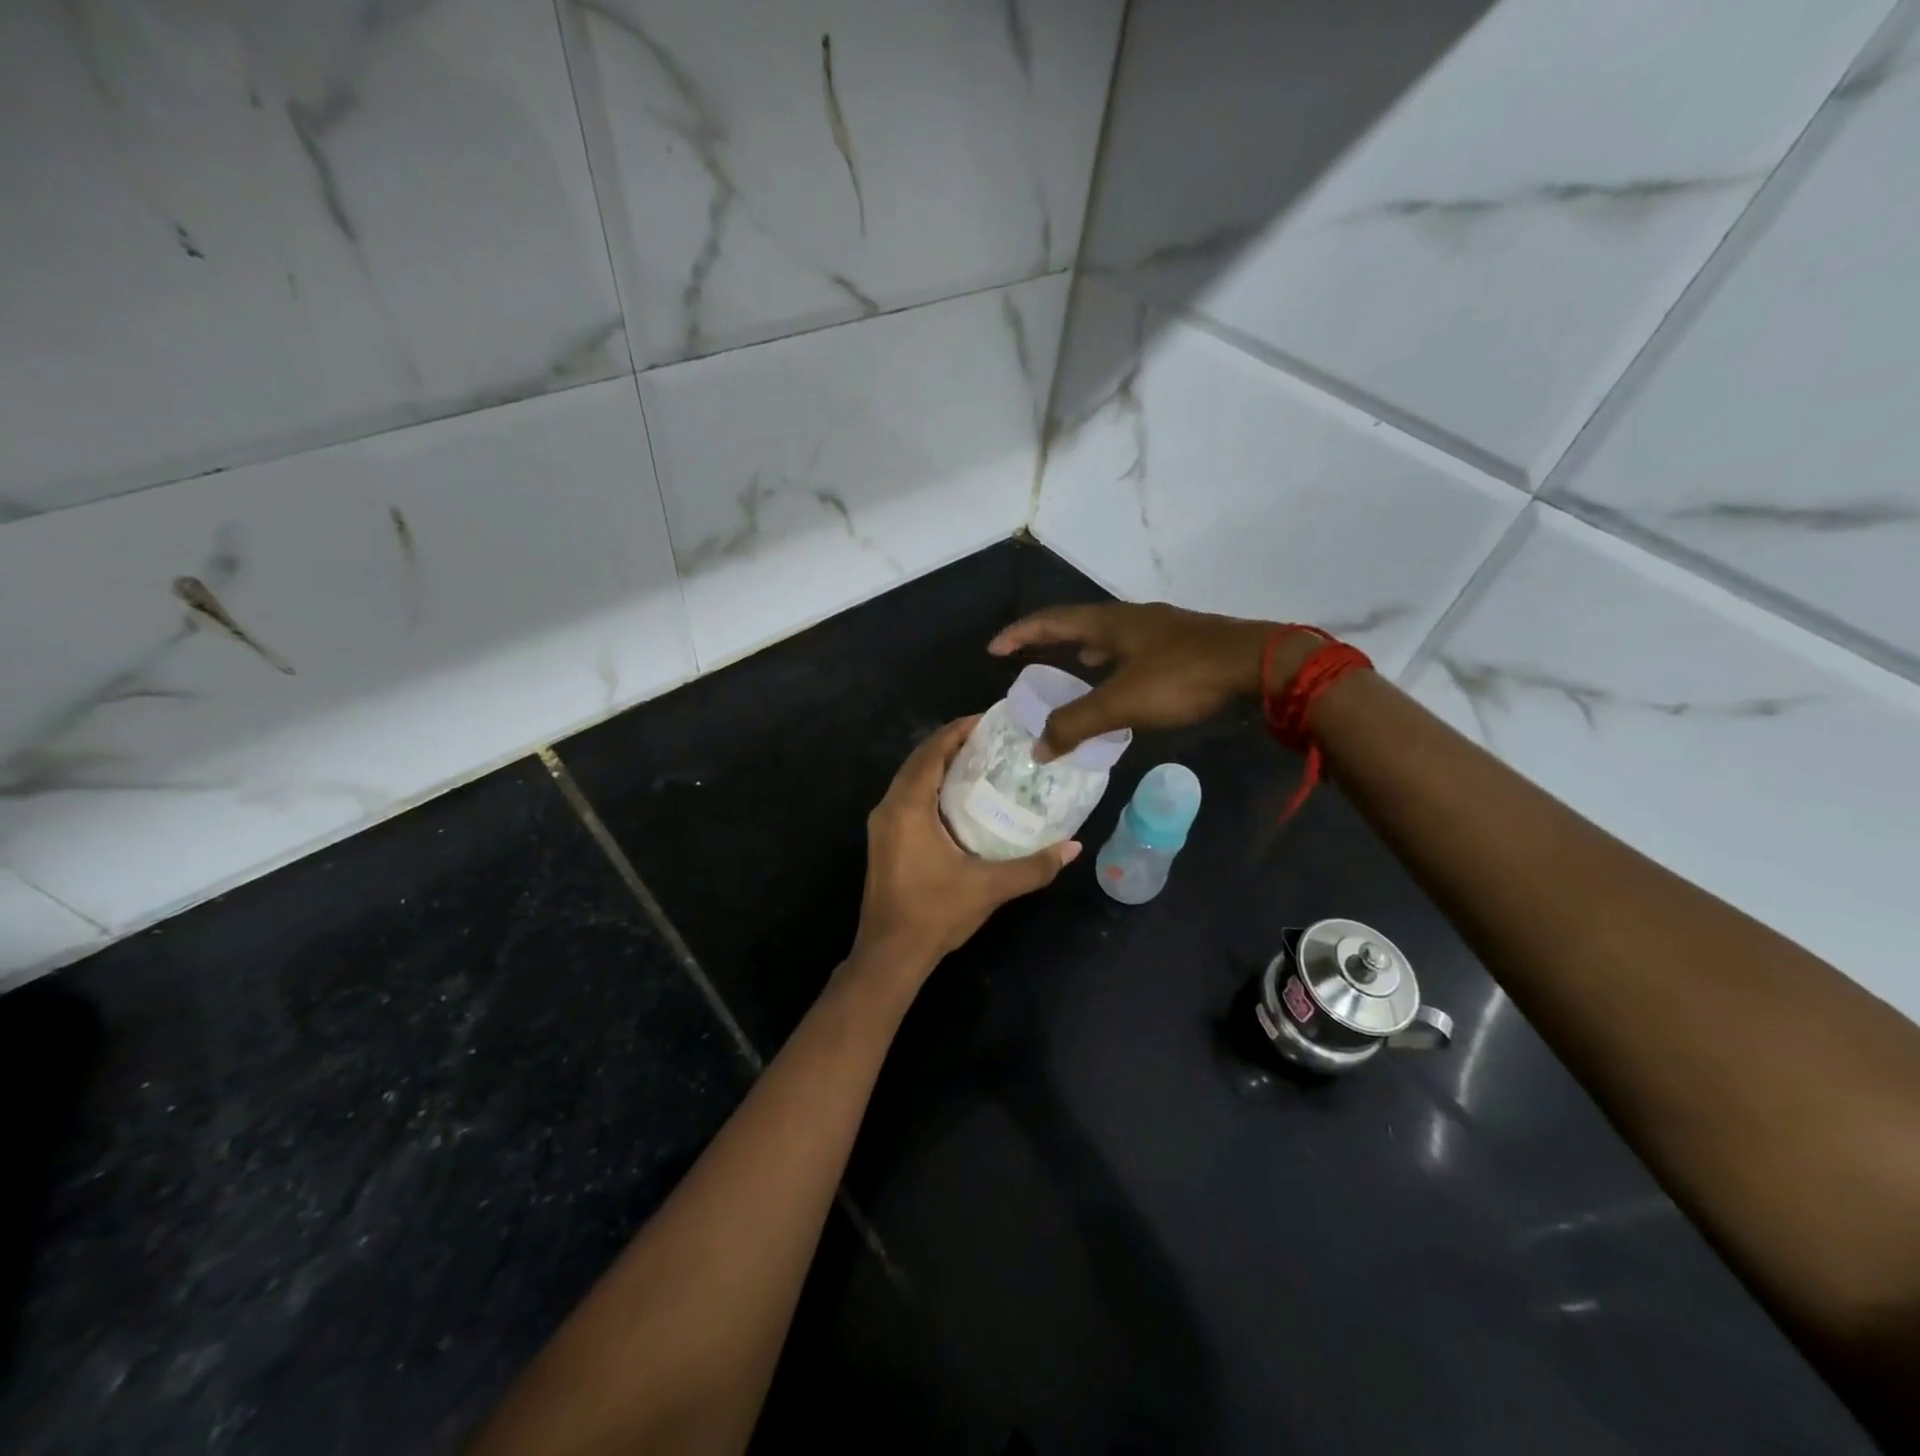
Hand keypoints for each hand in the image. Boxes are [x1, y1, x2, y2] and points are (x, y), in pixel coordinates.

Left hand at [852, 717, 1079, 980]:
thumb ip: (1034, 866)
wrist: (889, 955)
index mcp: (908, 807)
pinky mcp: (884, 841)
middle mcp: (889, 807)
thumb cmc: (935, 914)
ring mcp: (882, 825)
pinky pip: (908, 797)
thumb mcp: (989, 887)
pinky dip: (931, 786)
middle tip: (992, 739)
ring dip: (940, 764)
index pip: (932, 752)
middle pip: (920, 760)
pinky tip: (959, 797)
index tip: (990, 719)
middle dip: (952, 743)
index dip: (958, 730)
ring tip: (980, 760)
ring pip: (911, 778)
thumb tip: (1074, 848)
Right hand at [988, 603, 1317, 757]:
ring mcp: (1162, 629)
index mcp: (1111, 622)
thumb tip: (1037, 748)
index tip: (994, 649)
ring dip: (1084, 648)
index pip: (1051, 621)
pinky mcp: (1184, 645)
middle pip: (1078, 622)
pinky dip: (1114, 662)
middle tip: (1027, 657)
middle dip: (1049, 638)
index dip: (1020, 634)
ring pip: (1109, 635)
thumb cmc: (1184, 678)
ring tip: (1070, 664)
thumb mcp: (1123, 703)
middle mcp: (1132, 618)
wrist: (1260, 665)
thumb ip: (1077, 724)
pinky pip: (1133, 649)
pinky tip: (1122, 680)